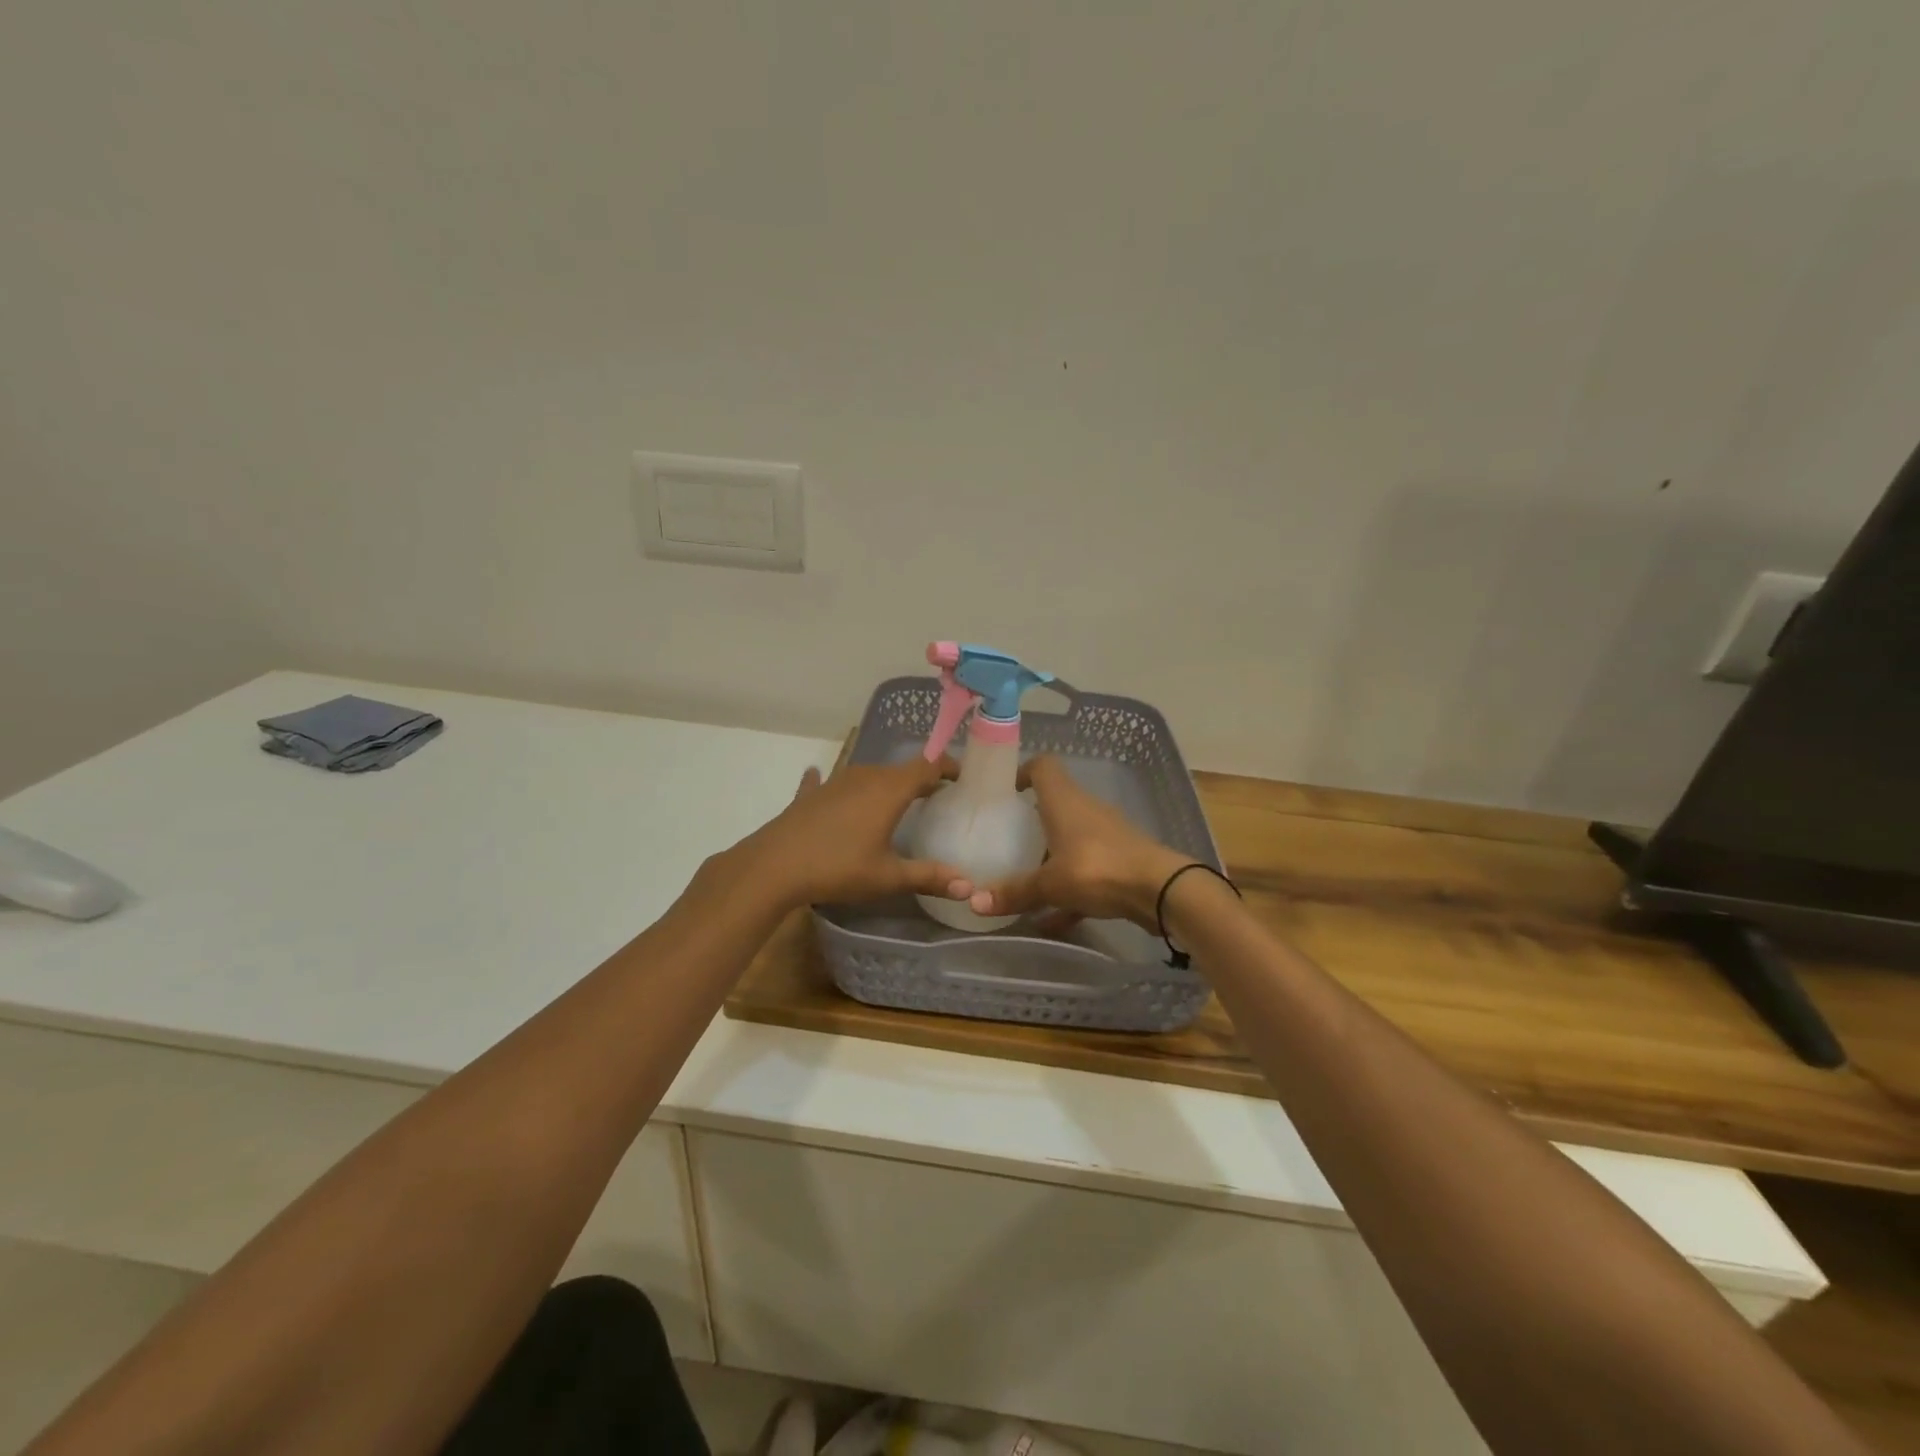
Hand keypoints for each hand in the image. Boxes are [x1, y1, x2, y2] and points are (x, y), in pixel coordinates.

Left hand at [736, 757, 972, 909]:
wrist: (774, 866)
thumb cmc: (838, 867)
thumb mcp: (888, 877)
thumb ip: (929, 877)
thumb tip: (969, 887)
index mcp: (890, 790)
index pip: (927, 766)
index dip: (947, 767)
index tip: (961, 777)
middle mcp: (865, 777)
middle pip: (899, 770)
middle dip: (919, 780)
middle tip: (935, 798)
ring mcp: (835, 782)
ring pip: (868, 775)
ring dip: (884, 784)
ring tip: (895, 802)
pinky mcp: (810, 795)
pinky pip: (827, 782)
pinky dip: (835, 785)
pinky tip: (820, 779)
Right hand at [967, 756, 1189, 926]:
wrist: (1161, 890)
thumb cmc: (1098, 869)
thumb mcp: (1050, 883)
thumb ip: (1014, 892)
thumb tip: (973, 901)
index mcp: (1064, 800)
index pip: (1043, 766)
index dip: (1022, 771)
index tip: (1004, 793)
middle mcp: (1085, 810)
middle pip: (1054, 804)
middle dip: (1031, 821)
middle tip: (1006, 840)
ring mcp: (1106, 835)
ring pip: (1070, 839)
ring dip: (1051, 856)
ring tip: (1026, 879)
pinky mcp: (1120, 860)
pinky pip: (1086, 871)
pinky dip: (1069, 890)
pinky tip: (1052, 920)